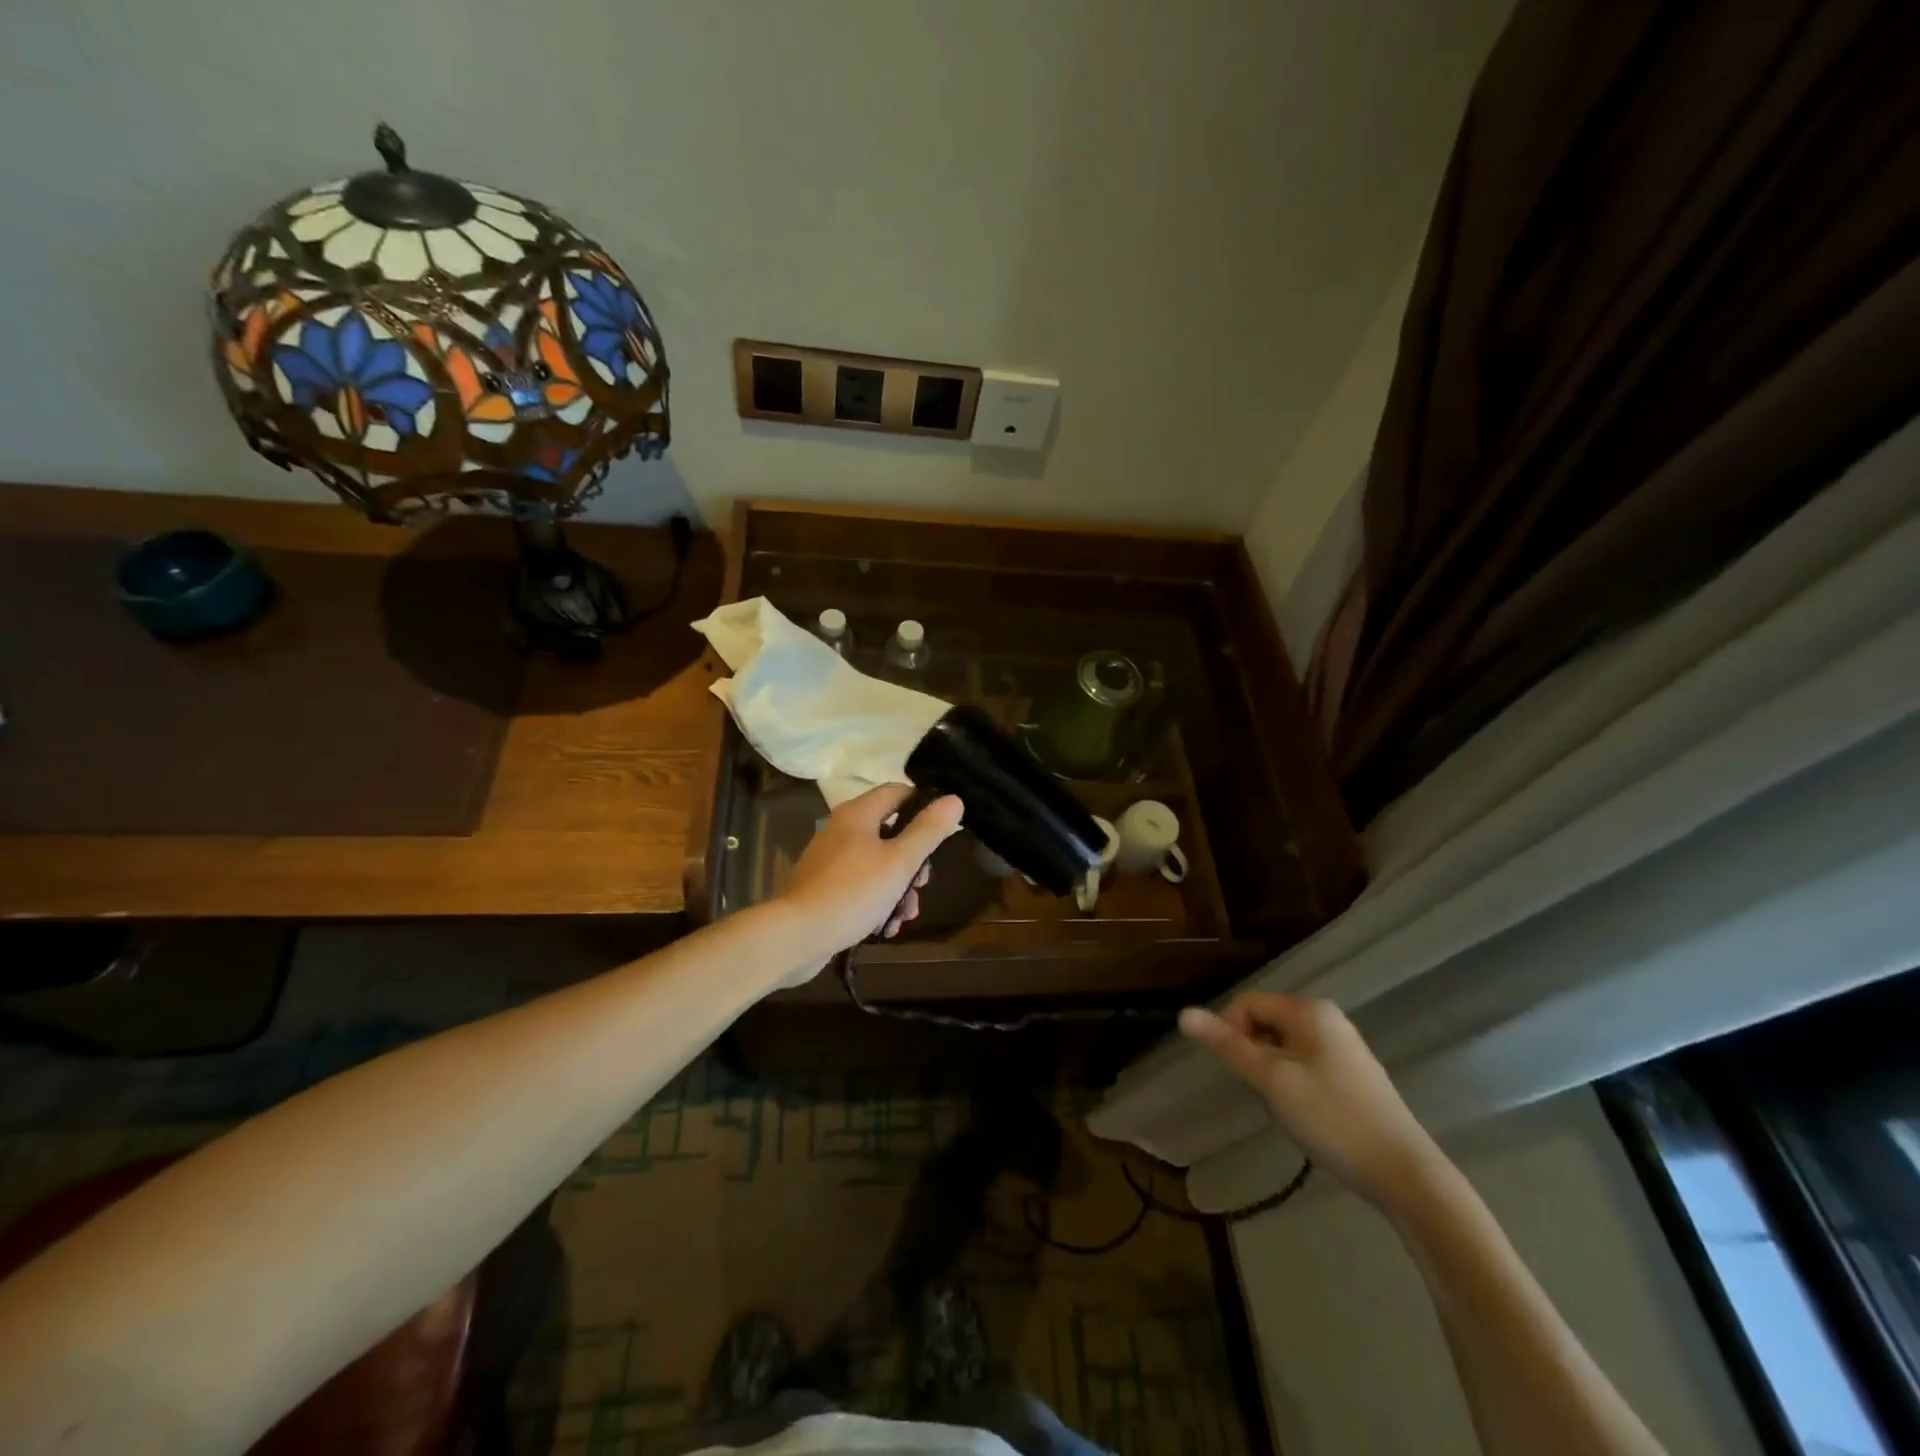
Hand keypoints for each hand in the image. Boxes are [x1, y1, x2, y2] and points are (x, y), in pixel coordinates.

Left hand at [778, 784, 964, 975]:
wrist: (797, 935)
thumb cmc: (854, 891)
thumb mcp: (900, 861)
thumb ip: (928, 830)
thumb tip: (953, 799)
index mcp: (858, 814)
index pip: (898, 792)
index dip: (923, 806)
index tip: (942, 832)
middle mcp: (842, 829)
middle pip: (891, 833)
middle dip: (913, 863)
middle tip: (922, 884)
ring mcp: (831, 860)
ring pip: (879, 865)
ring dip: (898, 890)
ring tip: (905, 916)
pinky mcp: (825, 887)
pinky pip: (861, 886)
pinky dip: (877, 903)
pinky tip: (886, 927)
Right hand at [1179, 994, 1441, 1210]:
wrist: (1405, 1174)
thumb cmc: (1332, 1118)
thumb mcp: (1271, 1080)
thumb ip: (1227, 1045)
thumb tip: (1183, 1014)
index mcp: (1309, 1010)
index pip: (1247, 1003)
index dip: (1231, 1033)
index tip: (1239, 1074)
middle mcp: (1328, 1018)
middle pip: (1265, 1023)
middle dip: (1254, 1055)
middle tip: (1264, 1094)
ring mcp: (1344, 1046)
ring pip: (1284, 1047)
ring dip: (1273, 1073)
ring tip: (1287, 1108)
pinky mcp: (1354, 1074)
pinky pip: (1306, 1063)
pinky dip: (1294, 1083)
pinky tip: (1308, 1115)